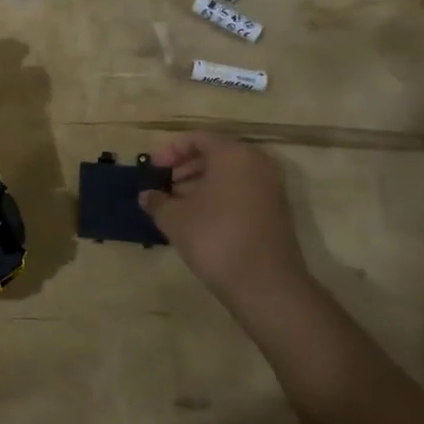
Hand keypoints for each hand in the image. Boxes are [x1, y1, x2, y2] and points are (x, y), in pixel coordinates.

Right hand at [139, 132, 309, 309]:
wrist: (265, 285)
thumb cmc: (215, 239)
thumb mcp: (174, 218)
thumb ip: (157, 201)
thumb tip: (146, 196)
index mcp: (233, 154)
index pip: (197, 138)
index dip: (170, 150)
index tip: (153, 169)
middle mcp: (256, 163)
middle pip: (215, 154)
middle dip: (185, 168)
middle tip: (163, 186)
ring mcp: (270, 188)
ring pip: (229, 174)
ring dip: (200, 184)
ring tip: (175, 205)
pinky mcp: (276, 211)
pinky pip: (241, 191)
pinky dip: (218, 197)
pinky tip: (198, 219)